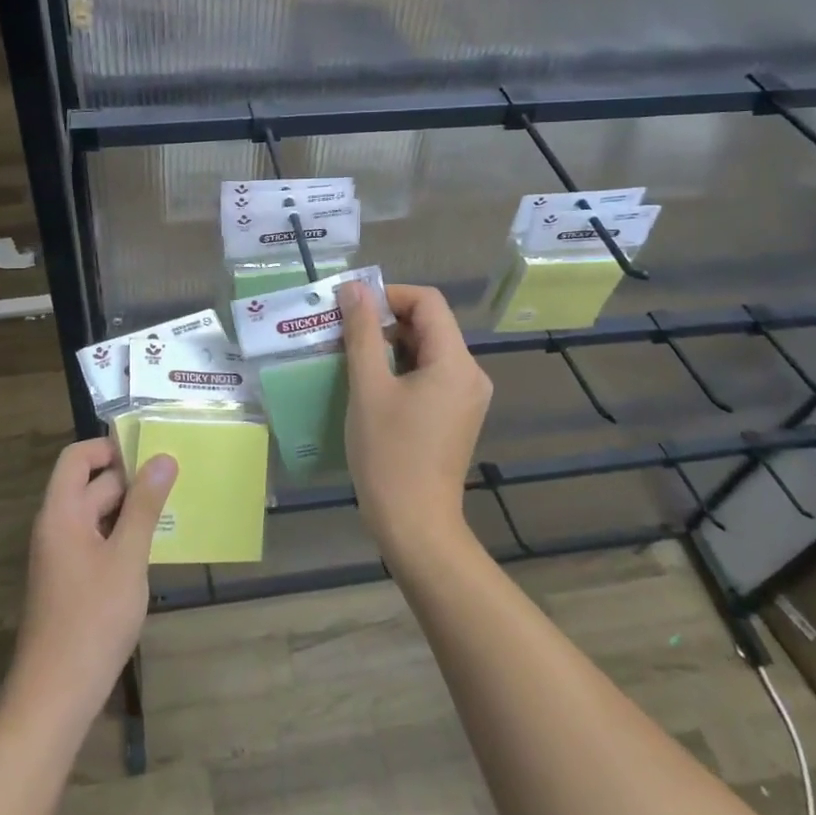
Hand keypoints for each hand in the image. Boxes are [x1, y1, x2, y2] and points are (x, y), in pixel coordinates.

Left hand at [6, 436, 177, 732]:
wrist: (55, 697)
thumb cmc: (92, 620)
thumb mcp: (127, 558)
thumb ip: (145, 506)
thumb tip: (163, 458)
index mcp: (61, 513)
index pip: (77, 458)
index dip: (108, 447)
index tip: (148, 450)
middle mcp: (56, 528)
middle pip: (90, 485)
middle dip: (129, 479)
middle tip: (175, 477)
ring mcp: (61, 557)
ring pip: (96, 516)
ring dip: (130, 509)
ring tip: (172, 508)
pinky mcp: (70, 583)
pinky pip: (96, 542)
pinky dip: (122, 536)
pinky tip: (152, 548)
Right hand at [339, 282, 491, 564]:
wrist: (415, 525)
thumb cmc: (389, 454)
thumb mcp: (368, 387)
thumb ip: (362, 332)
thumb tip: (354, 289)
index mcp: (456, 362)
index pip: (428, 302)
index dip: (389, 295)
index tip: (352, 308)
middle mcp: (470, 374)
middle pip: (430, 324)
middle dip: (386, 320)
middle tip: (345, 332)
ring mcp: (466, 397)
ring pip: (428, 350)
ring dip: (391, 345)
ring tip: (351, 357)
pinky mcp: (456, 415)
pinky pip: (430, 374)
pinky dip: (401, 368)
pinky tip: (371, 384)